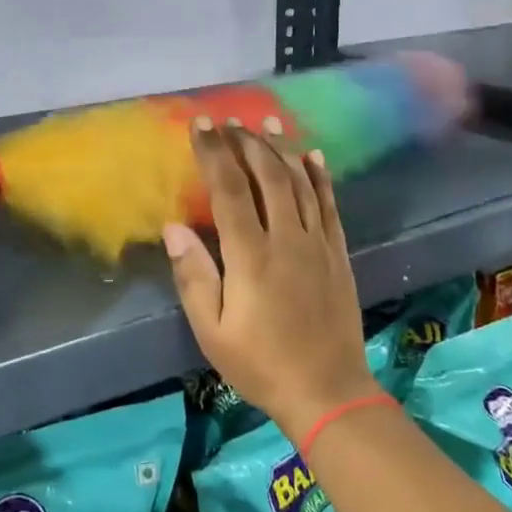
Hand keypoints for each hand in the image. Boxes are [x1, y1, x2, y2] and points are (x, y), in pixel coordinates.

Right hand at [163, 121, 375, 442]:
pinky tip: (312, 156)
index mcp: (251, 256)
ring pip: (300, 182)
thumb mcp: (212, 331)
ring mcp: (317, 243)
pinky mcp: (338, 253)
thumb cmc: (260, 363)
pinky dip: (320, 176)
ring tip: (266, 121)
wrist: (327, 391)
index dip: (214, 154)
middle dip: (246, 142)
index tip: (201, 126)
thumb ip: (193, 276)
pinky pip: (330, 204)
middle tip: (229, 120)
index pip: (230, 190)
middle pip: (268, 175)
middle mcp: (287, 239)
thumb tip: (173, 227)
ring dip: (281, 148)